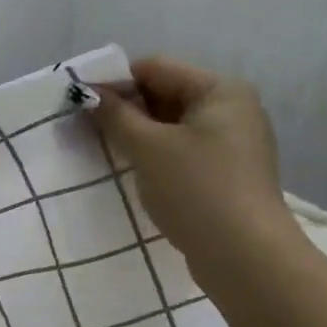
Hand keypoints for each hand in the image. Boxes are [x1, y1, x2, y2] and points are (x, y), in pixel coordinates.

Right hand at [90, 56, 298, 284]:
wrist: (245, 258)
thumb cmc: (196, 190)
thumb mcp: (148, 148)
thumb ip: (115, 116)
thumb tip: (87, 93)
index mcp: (220, 90)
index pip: (157, 68)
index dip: (115, 81)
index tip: (81, 103)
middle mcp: (233, 109)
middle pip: (166, 95)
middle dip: (127, 110)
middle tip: (88, 129)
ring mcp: (234, 144)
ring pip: (173, 127)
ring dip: (140, 136)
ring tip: (107, 152)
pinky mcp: (228, 174)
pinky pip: (184, 152)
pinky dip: (158, 157)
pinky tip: (136, 174)